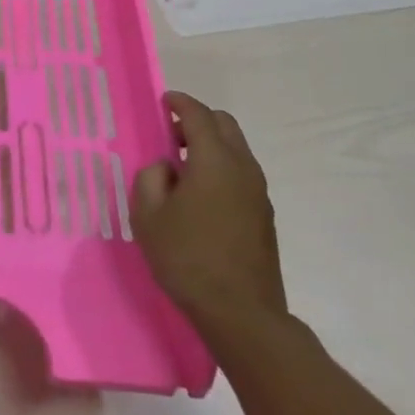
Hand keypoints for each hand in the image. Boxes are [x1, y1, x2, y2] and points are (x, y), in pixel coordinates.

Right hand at [131, 91, 287, 343]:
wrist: (241, 314)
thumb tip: (166, 168)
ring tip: (183, 169)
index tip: (164, 100)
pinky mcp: (265, 216)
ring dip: (211, 146)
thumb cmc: (188, 258)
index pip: (198, 115)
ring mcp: (259, 192)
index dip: (180, 102)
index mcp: (214, 160)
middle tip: (171, 136)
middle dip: (198, 121)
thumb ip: (151, 177)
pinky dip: (222, 169)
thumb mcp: (149, 215)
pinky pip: (242, 174)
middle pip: (224, 125)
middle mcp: (242, 168)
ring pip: (237, 150)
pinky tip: (201, 196)